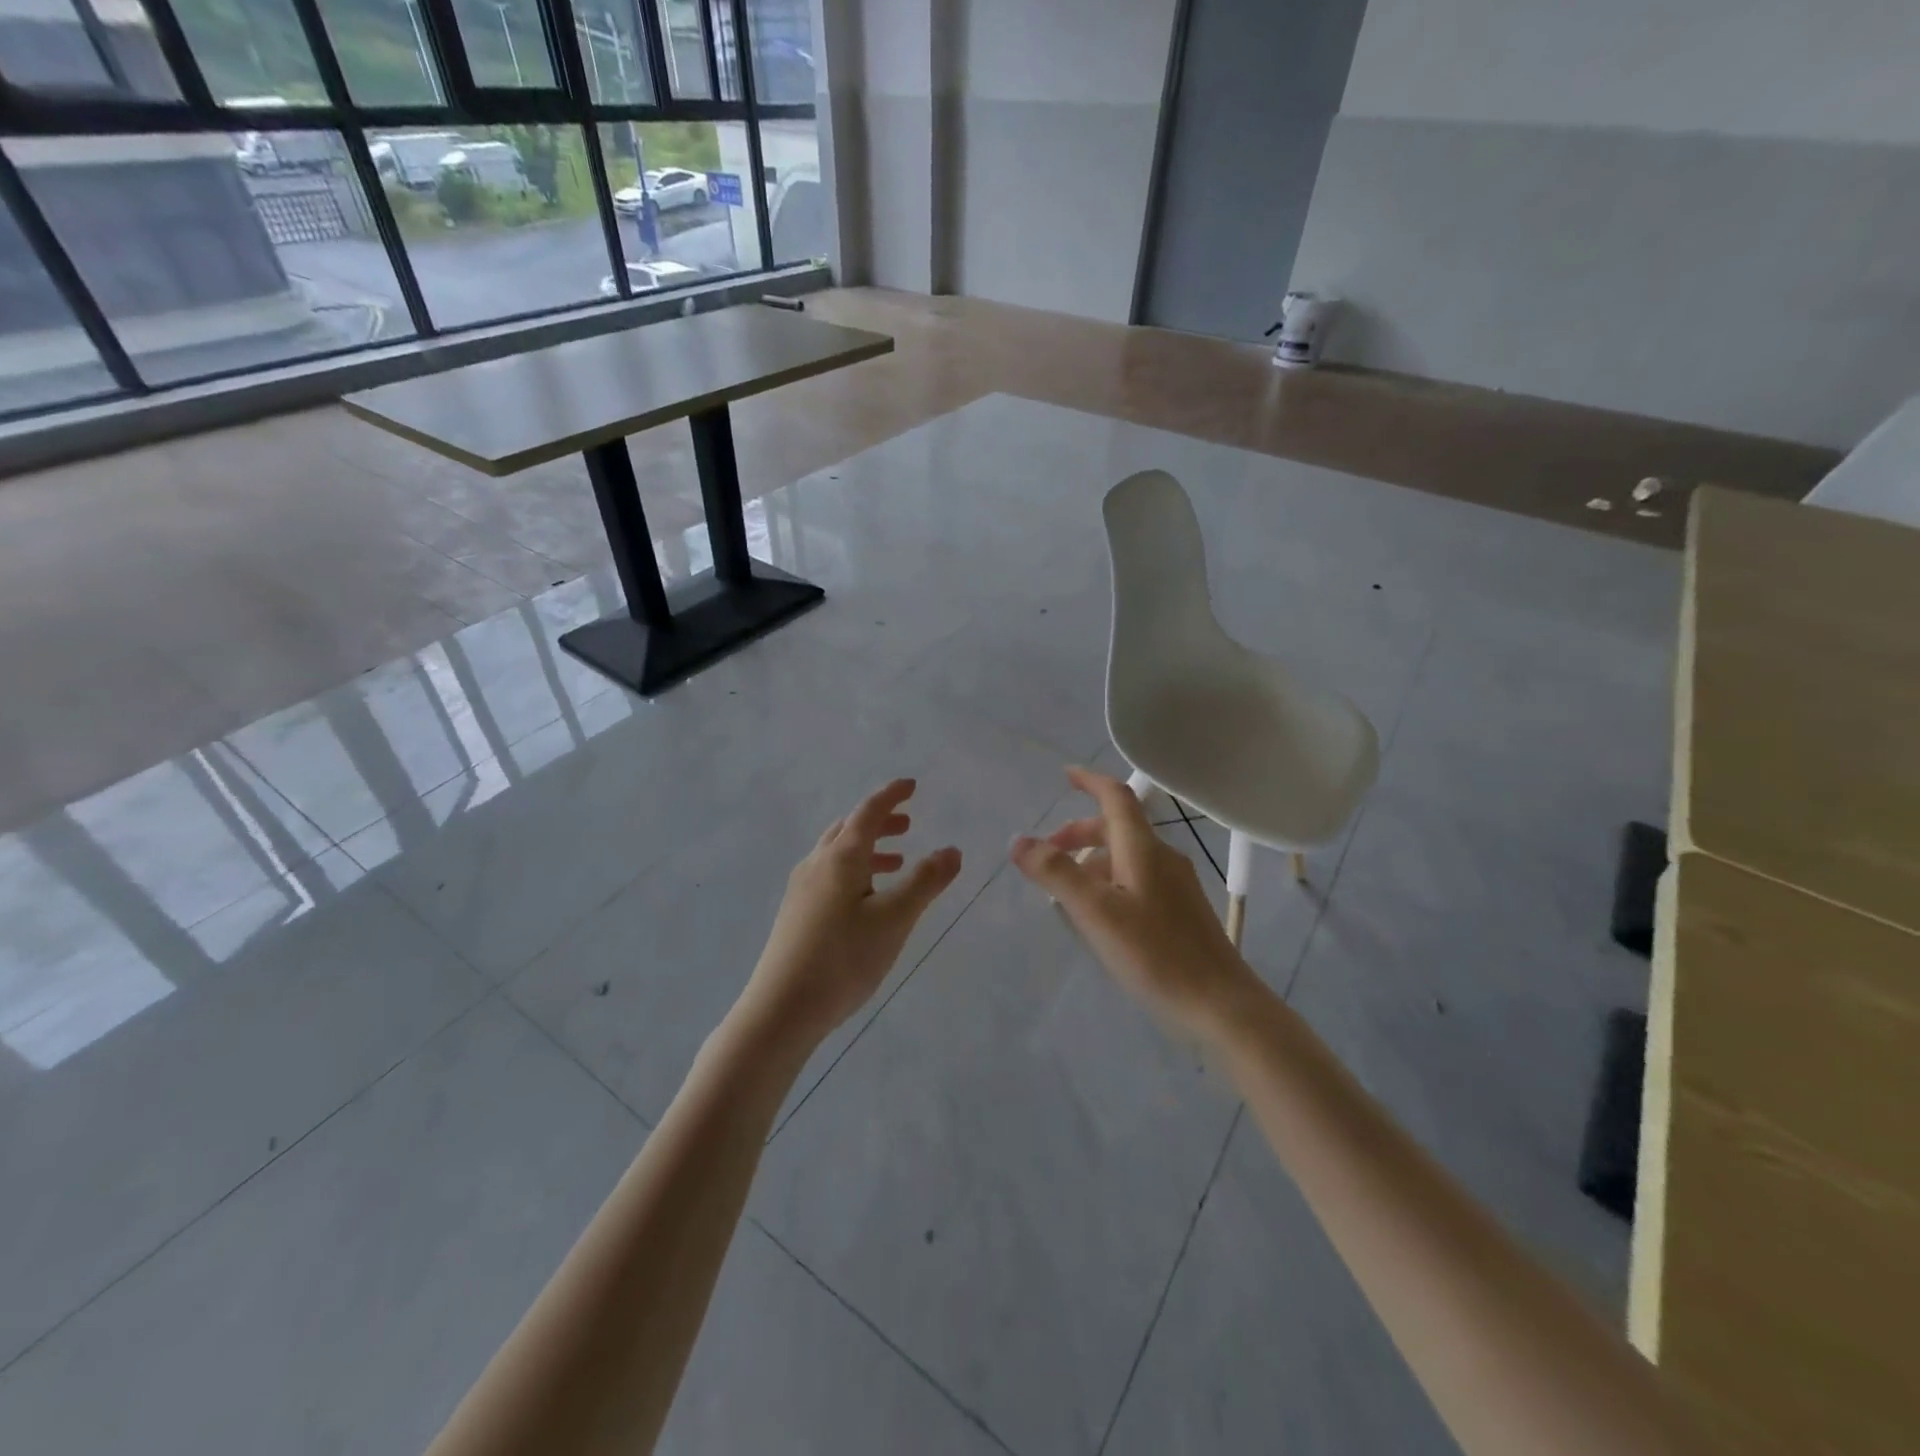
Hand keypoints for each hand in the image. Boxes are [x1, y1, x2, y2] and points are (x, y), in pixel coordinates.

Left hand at [741, 779, 962, 1049]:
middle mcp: (817, 864)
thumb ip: (925, 882)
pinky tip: (866, 899)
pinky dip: (855, 870)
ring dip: (868, 849)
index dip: (891, 796)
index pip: (869, 812)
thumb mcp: (894, 919)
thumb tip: (952, 849)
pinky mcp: (796, 913)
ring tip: (896, 862)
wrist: (781, 1009)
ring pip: (838, 854)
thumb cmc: (843, 959)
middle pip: (849, 829)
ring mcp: (801, 889)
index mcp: (841, 857)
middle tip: (908, 825)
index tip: (911, 785)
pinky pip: (829, 874)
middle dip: (880, 822)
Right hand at [1010, 767, 1255, 1038]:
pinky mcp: (1181, 911)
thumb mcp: (1096, 912)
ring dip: (1093, 860)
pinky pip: (1138, 879)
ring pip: (1127, 856)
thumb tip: (1019, 840)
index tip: (1065, 776)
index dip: (1089, 781)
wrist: (1220, 1004)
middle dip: (1080, 832)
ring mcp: (1176, 885)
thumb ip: (1056, 873)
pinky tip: (1100, 915)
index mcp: (1143, 849)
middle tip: (1048, 853)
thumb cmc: (1155, 953)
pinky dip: (1110, 881)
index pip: (1115, 797)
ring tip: (1066, 890)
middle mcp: (1163, 858)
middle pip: (1118, 828)